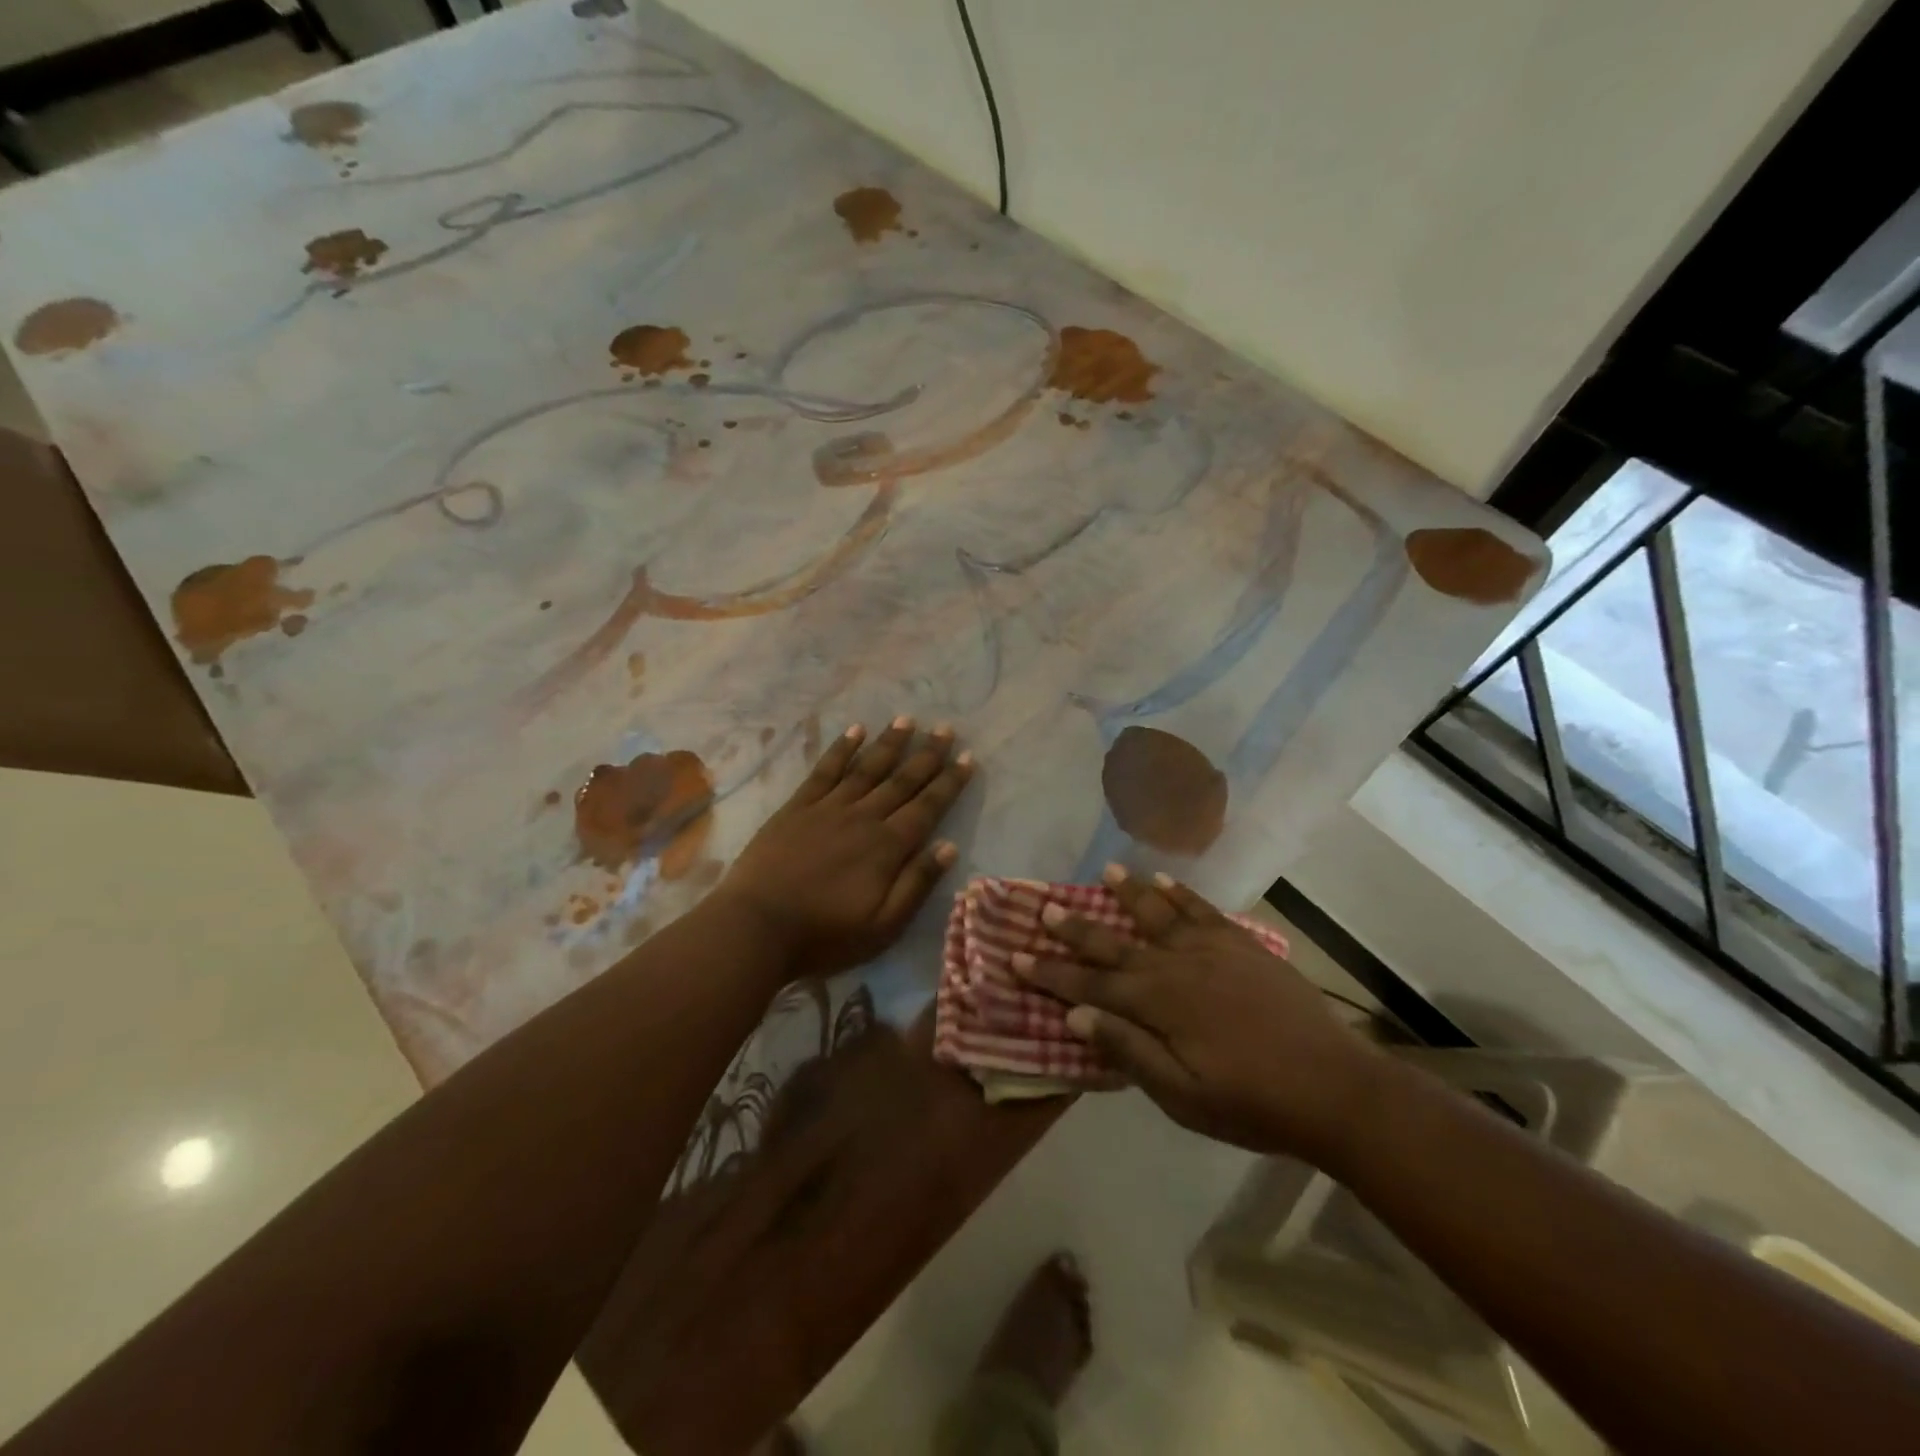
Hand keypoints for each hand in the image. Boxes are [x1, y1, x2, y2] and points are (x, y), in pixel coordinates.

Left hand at [713, 716, 974, 980]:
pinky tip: (854, 731)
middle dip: (927, 755)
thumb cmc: (824, 935)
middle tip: (946, 729)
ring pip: (866, 768)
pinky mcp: (797, 807)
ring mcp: (828, 808)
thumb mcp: (883, 926)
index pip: (927, 807)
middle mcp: (863, 818)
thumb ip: (916, 884)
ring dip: (889, 743)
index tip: (968, 757)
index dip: (950, 782)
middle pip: (902, 781)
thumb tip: (949, 846)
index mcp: (888, 847)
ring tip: (907, 720)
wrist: (756, 927)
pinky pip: (825, 771)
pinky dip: (841, 749)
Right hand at [1012, 867, 1382, 1162]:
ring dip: (1127, 894)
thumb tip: (1075, 1017)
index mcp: (1157, 1005)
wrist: (1332, 1087)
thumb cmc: (1252, 1102)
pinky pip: (1202, 910)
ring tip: (1104, 871)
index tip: (1016, 956)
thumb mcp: (1182, 1096)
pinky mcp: (1241, 944)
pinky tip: (1163, 880)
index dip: (1050, 974)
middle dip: (1076, 928)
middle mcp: (1176, 966)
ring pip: (1157, 914)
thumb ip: (1129, 1051)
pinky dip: (1180, 893)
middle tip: (1045, 908)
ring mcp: (1211, 950)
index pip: (1090, 986)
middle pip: (1115, 943)